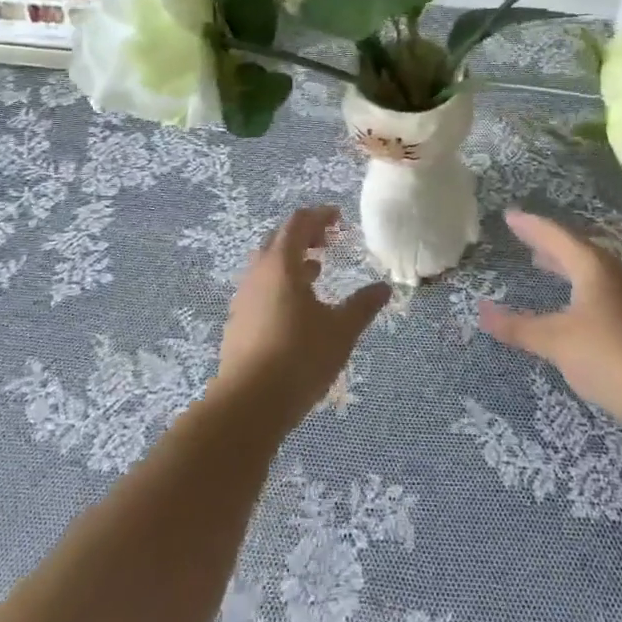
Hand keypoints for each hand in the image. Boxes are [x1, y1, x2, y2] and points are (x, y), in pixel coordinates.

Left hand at [214, 206, 392, 430]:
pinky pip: (260, 287)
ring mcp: (244, 298)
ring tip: (316, 271)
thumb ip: (362, 306)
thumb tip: (384, 288)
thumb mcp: (340, 331)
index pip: (298, 223)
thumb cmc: (298, 358)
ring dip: (291, 260)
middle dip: (304, 235)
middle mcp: (258, 273)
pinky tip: (296, 307)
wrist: (247, 406)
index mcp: (281, 264)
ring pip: (267, 264)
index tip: (339, 218)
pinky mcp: (238, 322)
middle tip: (328, 242)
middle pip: (278, 238)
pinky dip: (280, 283)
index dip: (319, 215)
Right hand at [479, 208, 621, 432]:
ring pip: (591, 272)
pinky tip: (575, 306)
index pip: (556, 236)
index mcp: (593, 267)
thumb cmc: (609, 356)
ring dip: (566, 266)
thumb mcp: (557, 341)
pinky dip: (579, 288)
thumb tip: (482, 311)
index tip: (510, 216)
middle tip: (525, 238)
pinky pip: (601, 291)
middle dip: (549, 244)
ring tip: (544, 266)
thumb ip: (519, 327)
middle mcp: (614, 274)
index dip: (531, 226)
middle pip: (576, 250)